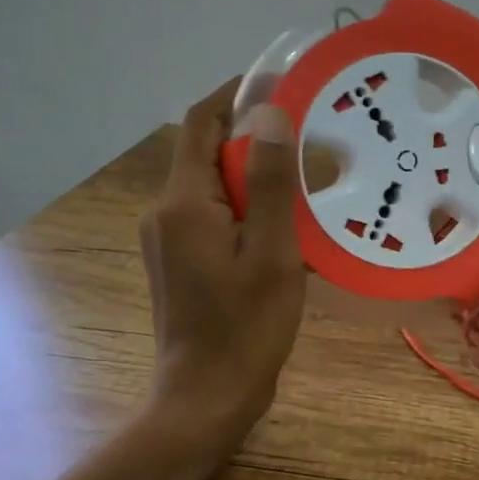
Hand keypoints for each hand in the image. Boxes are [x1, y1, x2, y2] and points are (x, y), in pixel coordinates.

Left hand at [139, 81, 305, 445]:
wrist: (207, 398)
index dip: (237, 94)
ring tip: (308, 181)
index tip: (282, 81)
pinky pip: (216, 216)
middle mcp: (166, 212)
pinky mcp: (181, 261)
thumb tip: (270, 114)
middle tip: (312, 136)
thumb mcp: (271, 252)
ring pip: (215, 187)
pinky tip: (288, 228)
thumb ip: (269, 182)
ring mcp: (170, 239)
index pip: (202, 123)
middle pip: (208, 152)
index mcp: (183, 203)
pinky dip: (249, 209)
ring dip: (256, 177)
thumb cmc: (245, 327)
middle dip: (256, 139)